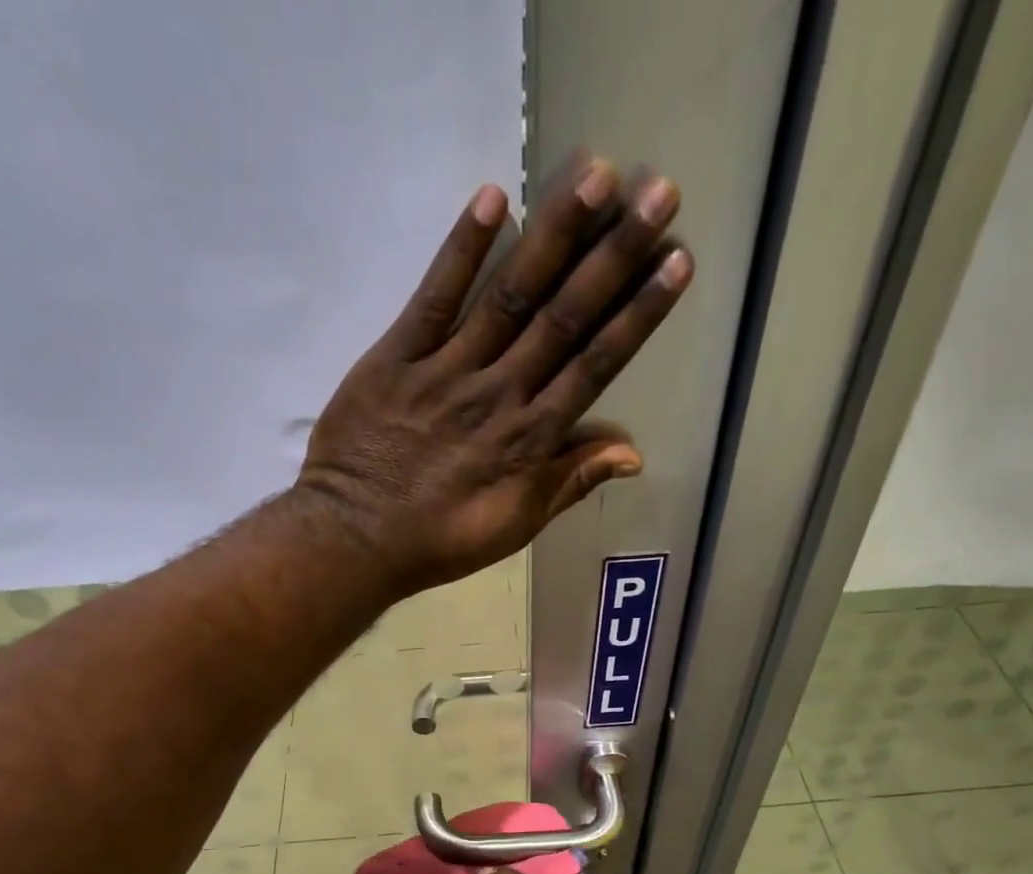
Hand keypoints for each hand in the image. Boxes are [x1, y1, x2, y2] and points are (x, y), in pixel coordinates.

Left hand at [295, 157, 692, 593]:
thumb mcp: (514, 527)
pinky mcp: (396, 358)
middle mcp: (499, 394)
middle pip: (564, 316)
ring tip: (597, 173)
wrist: (356, 539)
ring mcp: (447, 371)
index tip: (675, 261)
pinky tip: (492, 198)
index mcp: (530, 439)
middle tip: (658, 190)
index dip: (638, 313)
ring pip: (510, 295)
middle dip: (615, 254)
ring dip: (555, 234)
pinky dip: (460, 250)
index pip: (595, 365)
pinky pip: (433, 299)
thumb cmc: (440, 541)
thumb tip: (633, 452)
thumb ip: (570, 483)